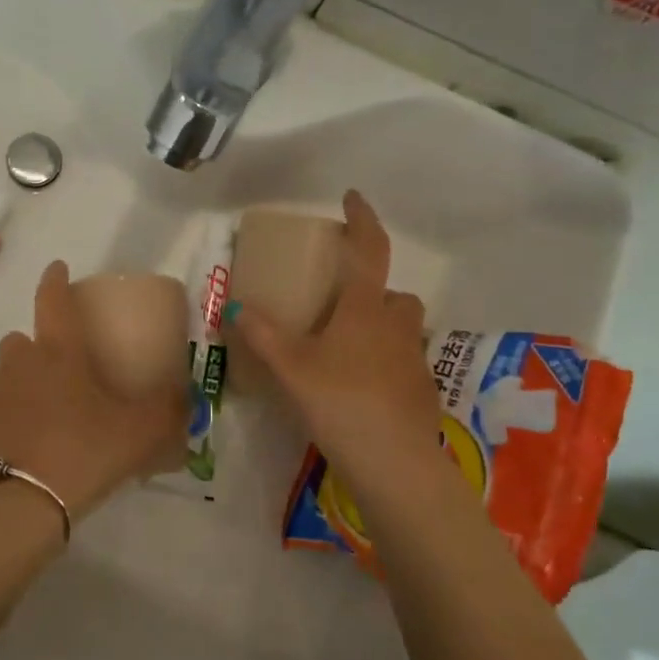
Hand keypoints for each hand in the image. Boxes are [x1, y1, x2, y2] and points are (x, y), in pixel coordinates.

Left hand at [0, 260, 187, 522]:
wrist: (17, 504)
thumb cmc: (82, 453)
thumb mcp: (140, 433)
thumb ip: (168, 411)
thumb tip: (188, 396)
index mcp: (58, 354)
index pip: (53, 301)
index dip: (55, 281)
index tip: (56, 268)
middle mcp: (17, 365)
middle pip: (21, 341)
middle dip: (36, 348)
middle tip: (60, 375)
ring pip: (4, 378)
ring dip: (20, 388)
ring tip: (43, 420)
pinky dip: (3, 424)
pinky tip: (20, 452)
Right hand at [231, 191, 441, 485]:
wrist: (393, 461)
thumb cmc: (340, 401)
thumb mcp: (291, 367)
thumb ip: (263, 335)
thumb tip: (236, 307)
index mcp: (365, 309)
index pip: (370, 250)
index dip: (363, 220)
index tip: (352, 198)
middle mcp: (396, 326)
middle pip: (393, 294)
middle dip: (372, 293)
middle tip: (339, 309)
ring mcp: (415, 359)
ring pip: (401, 328)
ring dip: (380, 328)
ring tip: (346, 351)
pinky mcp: (423, 391)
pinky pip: (403, 363)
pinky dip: (385, 364)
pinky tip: (360, 389)